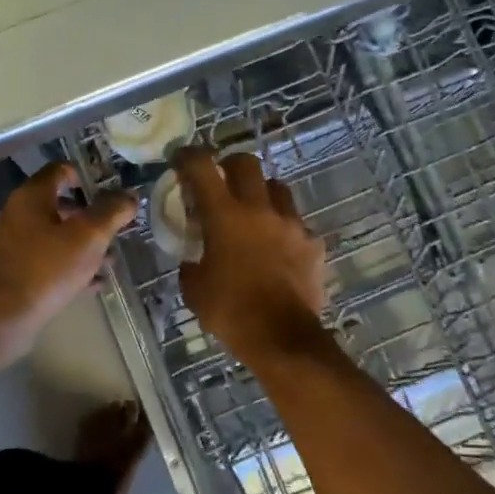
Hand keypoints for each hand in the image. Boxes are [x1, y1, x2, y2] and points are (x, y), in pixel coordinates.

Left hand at [0, 162, 136, 342]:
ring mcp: (13, 243)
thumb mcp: (90, 236)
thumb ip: (112, 212)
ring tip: (109, 260)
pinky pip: (47, 260)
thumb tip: (130, 196)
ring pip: (55, 235)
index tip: (110, 192)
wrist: (4, 315)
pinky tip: (93, 282)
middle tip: (115, 228)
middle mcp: (18, 213)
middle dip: (90, 216)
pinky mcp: (14, 271)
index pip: (60, 170)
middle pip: (59, 204)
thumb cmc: (48, 267)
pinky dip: (69, 265)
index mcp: (32, 196)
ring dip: (82, 244)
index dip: (86, 176)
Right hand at [173, 148, 327, 365]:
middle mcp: (260, 210)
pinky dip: (284, 229)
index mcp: (225, 216)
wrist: (282, 338)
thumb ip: (191, 265)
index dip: (189, 155)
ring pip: (278, 188)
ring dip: (262, 193)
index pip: (203, 168)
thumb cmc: (231, 312)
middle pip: (247, 164)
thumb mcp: (195, 290)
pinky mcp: (313, 243)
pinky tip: (279, 248)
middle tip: (222, 180)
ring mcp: (291, 224)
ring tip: (255, 212)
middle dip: (231, 165)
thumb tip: (192, 260)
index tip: (181, 157)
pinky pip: (297, 224)